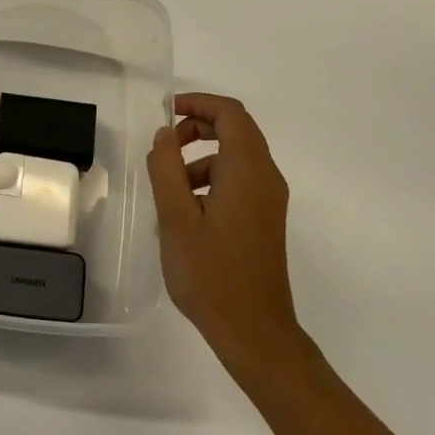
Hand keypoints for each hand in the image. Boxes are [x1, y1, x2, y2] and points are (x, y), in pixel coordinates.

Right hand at [146, 93, 300, 379]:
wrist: (254, 331)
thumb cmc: (211, 274)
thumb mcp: (176, 219)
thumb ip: (167, 169)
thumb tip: (164, 135)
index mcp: (247, 171)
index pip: (231, 114)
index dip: (199, 103)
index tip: (167, 111)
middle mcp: (266, 177)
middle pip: (237, 130)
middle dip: (199, 126)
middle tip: (165, 145)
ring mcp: (270, 199)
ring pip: (237, 156)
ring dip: (202, 155)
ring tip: (169, 185)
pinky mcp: (266, 218)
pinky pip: (240, 180)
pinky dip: (213, 177)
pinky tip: (187, 210)